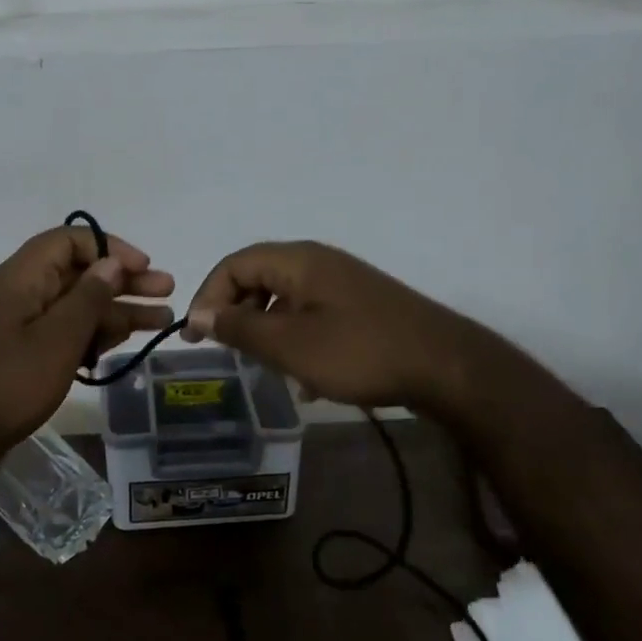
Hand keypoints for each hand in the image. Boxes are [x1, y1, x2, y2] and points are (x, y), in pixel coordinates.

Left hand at [0, 225, 174, 469]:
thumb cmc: (9, 382)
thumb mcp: (58, 338)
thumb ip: (88, 298)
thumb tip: (111, 264)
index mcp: (22, 277)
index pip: (70, 241)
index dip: (110, 249)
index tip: (143, 268)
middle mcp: (22, 293)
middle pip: (79, 274)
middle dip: (124, 281)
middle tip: (167, 290)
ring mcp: (22, 325)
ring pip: (77, 306)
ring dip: (118, 310)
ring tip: (162, 319)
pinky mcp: (24, 353)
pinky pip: (65, 332)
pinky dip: (95, 334)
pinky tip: (125, 342)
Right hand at [183, 241, 477, 412]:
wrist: (445, 366)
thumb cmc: (359, 352)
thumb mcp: (290, 345)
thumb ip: (241, 329)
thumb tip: (201, 315)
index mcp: (298, 260)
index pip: (234, 264)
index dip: (208, 296)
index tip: (196, 336)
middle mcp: (318, 262)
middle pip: (259, 278)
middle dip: (236, 314)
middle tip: (226, 351)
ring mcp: (342, 283)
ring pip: (285, 299)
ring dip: (266, 331)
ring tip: (263, 368)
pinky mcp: (360, 306)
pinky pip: (312, 314)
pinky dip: (296, 339)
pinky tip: (305, 380)